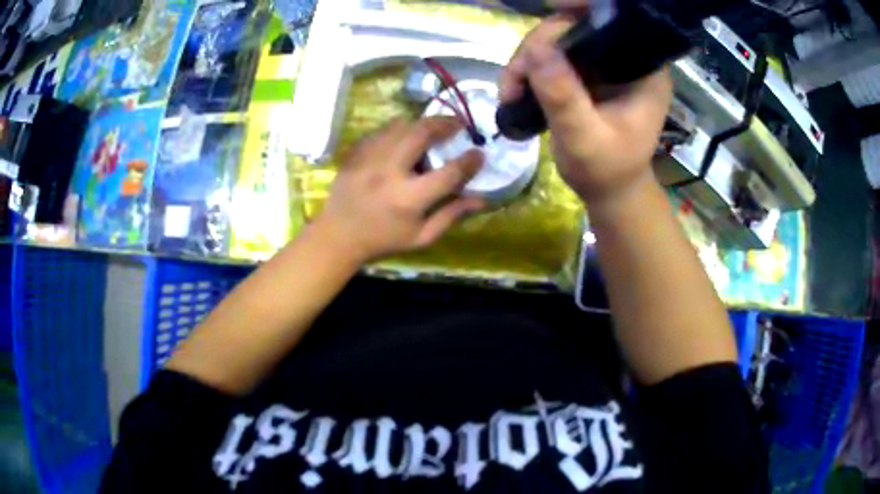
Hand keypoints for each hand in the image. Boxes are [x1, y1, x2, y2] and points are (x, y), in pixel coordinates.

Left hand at [315, 116, 484, 263]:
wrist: (338, 235)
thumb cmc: (383, 240)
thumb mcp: (421, 237)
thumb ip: (451, 215)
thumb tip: (482, 199)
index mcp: (408, 199)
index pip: (448, 173)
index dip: (469, 161)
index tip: (479, 153)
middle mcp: (388, 172)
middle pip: (421, 133)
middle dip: (444, 123)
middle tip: (457, 124)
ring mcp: (369, 158)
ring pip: (400, 125)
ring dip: (421, 122)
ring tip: (433, 127)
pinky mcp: (356, 152)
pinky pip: (382, 130)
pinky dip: (398, 128)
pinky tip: (405, 135)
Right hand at [499, 14, 672, 208]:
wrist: (608, 191)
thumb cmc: (607, 172)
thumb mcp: (585, 141)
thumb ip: (564, 98)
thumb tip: (536, 52)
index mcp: (643, 70)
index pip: (612, 23)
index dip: (580, 9)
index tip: (547, 9)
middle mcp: (625, 59)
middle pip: (576, 27)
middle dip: (538, 46)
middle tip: (514, 80)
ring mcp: (603, 64)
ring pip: (557, 40)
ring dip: (527, 61)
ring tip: (509, 92)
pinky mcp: (585, 73)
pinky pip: (550, 56)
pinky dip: (528, 69)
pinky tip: (514, 91)